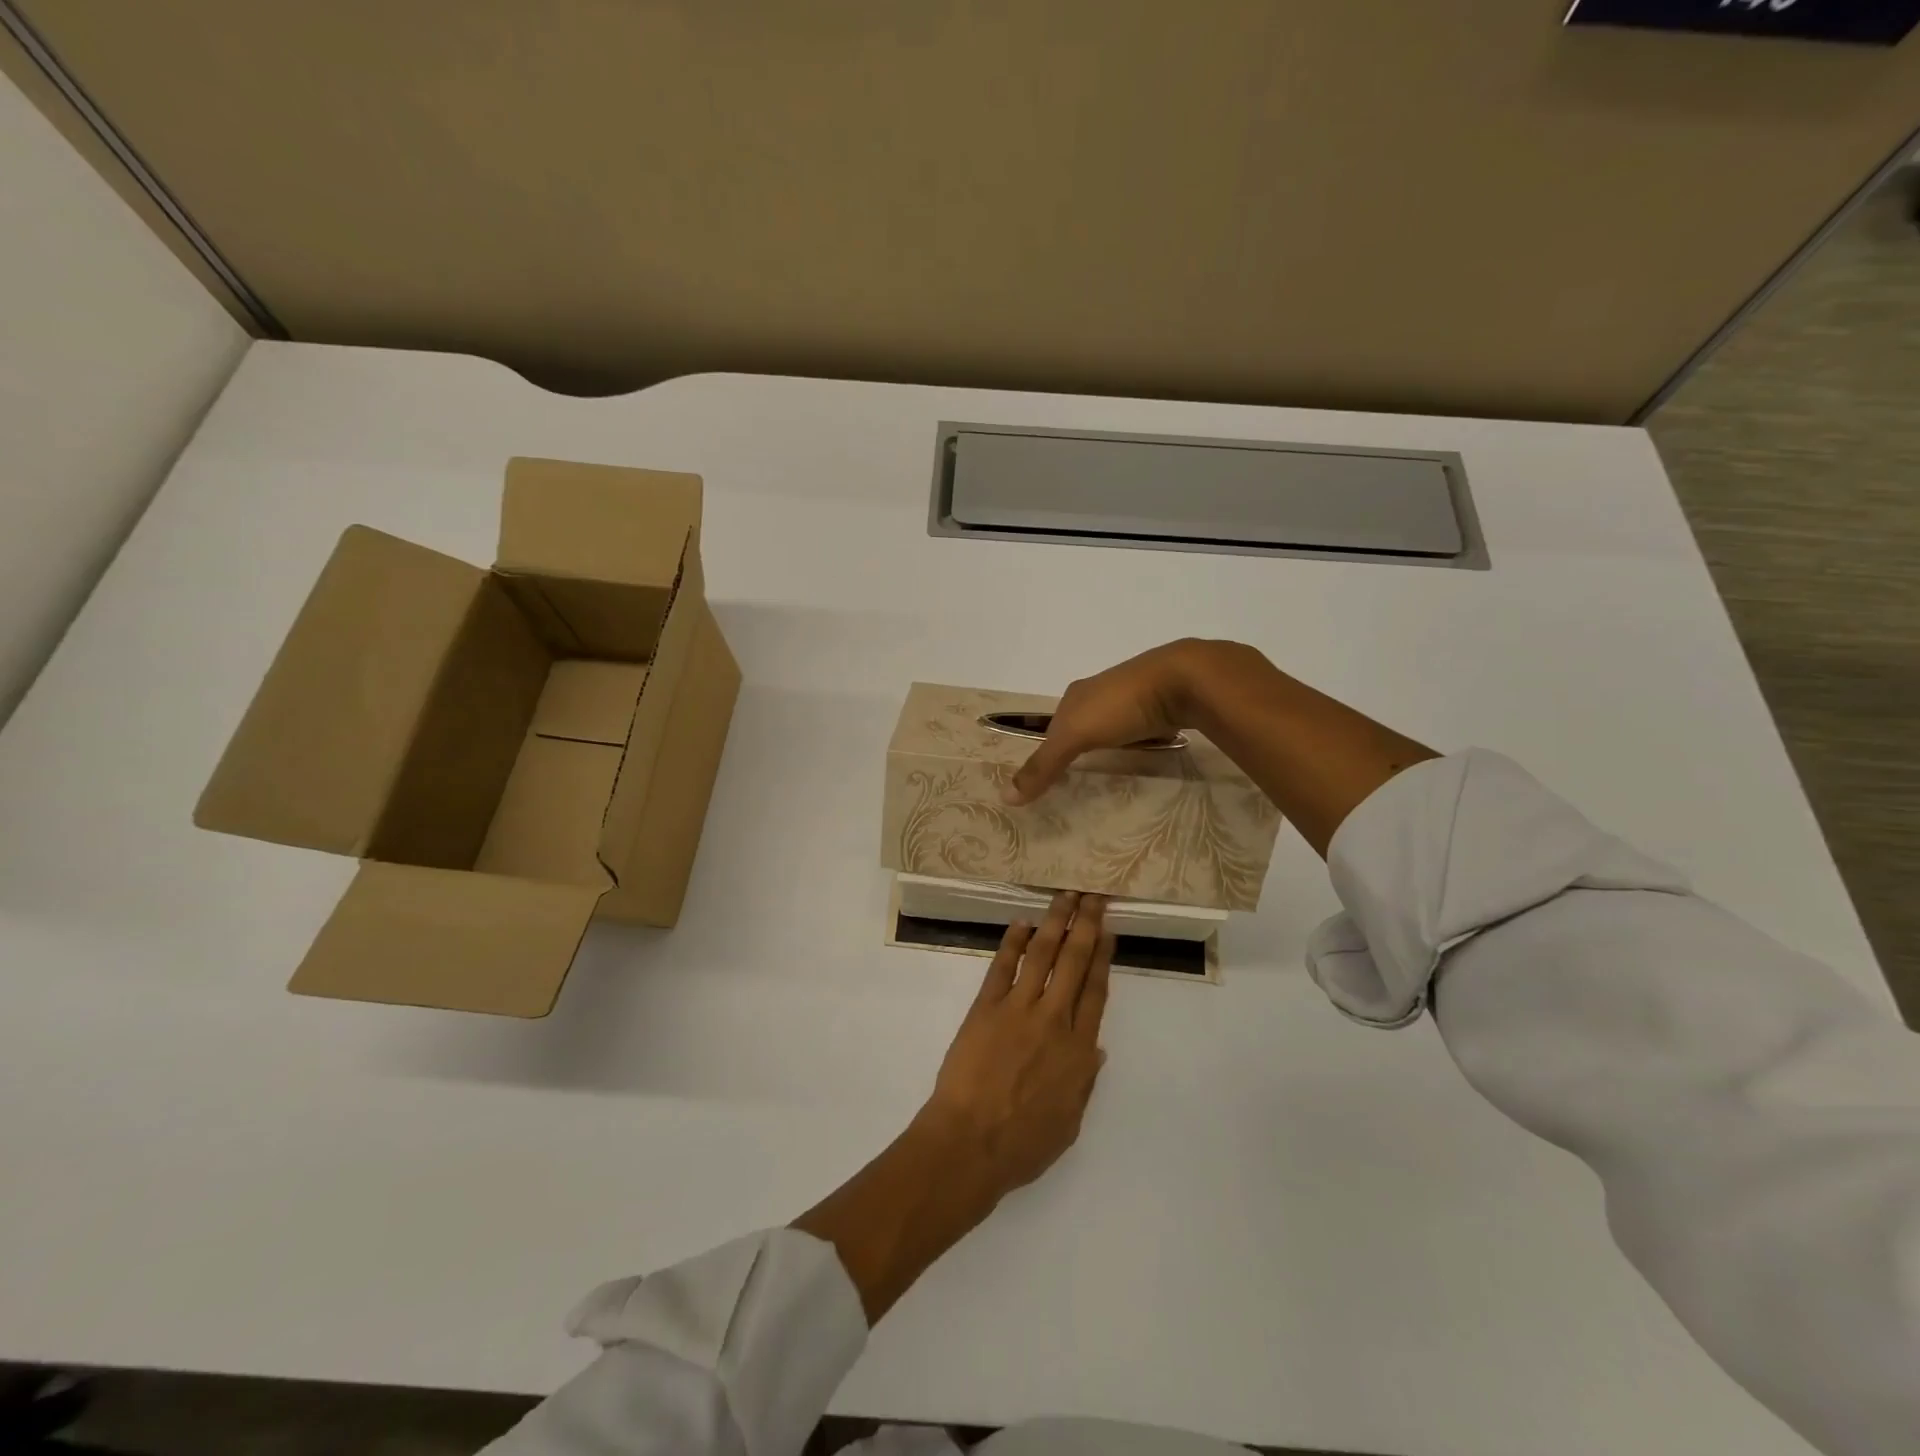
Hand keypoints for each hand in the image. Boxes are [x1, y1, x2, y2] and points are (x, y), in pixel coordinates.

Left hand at [792, 892, 1115, 1321]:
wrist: (970, 1143)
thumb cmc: (1022, 1144)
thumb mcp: (1069, 1123)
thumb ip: (1084, 1082)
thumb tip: (1096, 1049)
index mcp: (1078, 1051)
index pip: (1096, 993)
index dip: (1103, 958)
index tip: (1107, 932)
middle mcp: (1053, 1021)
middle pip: (1074, 963)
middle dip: (1086, 926)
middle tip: (1093, 897)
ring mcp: (1018, 1009)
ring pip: (1042, 955)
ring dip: (1055, 922)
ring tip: (1065, 896)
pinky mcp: (985, 1007)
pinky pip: (1002, 967)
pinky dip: (1013, 942)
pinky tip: (1023, 923)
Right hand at [1004, 639, 1227, 804]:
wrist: (1184, 679)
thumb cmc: (1121, 705)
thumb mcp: (1075, 736)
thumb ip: (1043, 766)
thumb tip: (1005, 796)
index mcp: (1076, 694)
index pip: (1054, 725)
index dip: (1049, 748)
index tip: (1049, 775)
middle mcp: (1101, 690)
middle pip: (1082, 723)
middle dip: (1080, 745)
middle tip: (1079, 776)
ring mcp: (1134, 695)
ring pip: (1114, 724)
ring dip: (1111, 743)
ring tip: (1111, 768)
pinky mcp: (1163, 703)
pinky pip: (1143, 727)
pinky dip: (1140, 740)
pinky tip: (1144, 752)